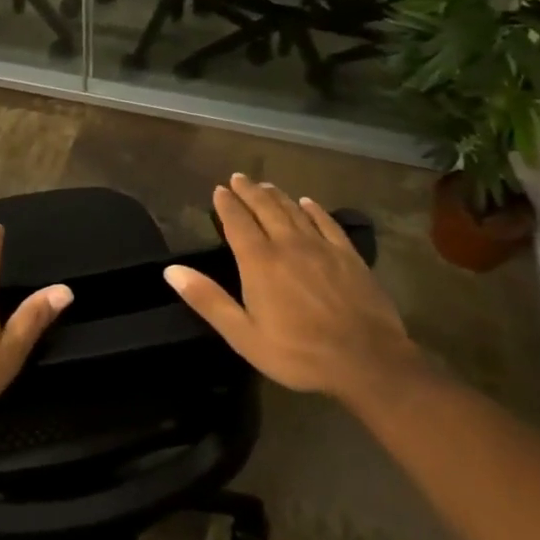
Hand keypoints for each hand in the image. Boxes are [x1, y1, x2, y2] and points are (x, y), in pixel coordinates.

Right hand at [165, 174, 421, 401]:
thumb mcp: (244, 336)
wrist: (368, 361)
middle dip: (249, 191)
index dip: (227, 204)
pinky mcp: (348, 255)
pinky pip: (326, 223)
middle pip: (265, 208)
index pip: (238, 222)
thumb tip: (171, 271)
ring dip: (277, 195)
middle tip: (238, 177)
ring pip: (294, 211)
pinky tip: (307, 203)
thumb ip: (208, 300)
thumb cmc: (299, 353)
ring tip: (265, 185)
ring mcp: (321, 247)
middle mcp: (288, 244)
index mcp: (259, 262)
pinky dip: (313, 209)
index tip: (219, 189)